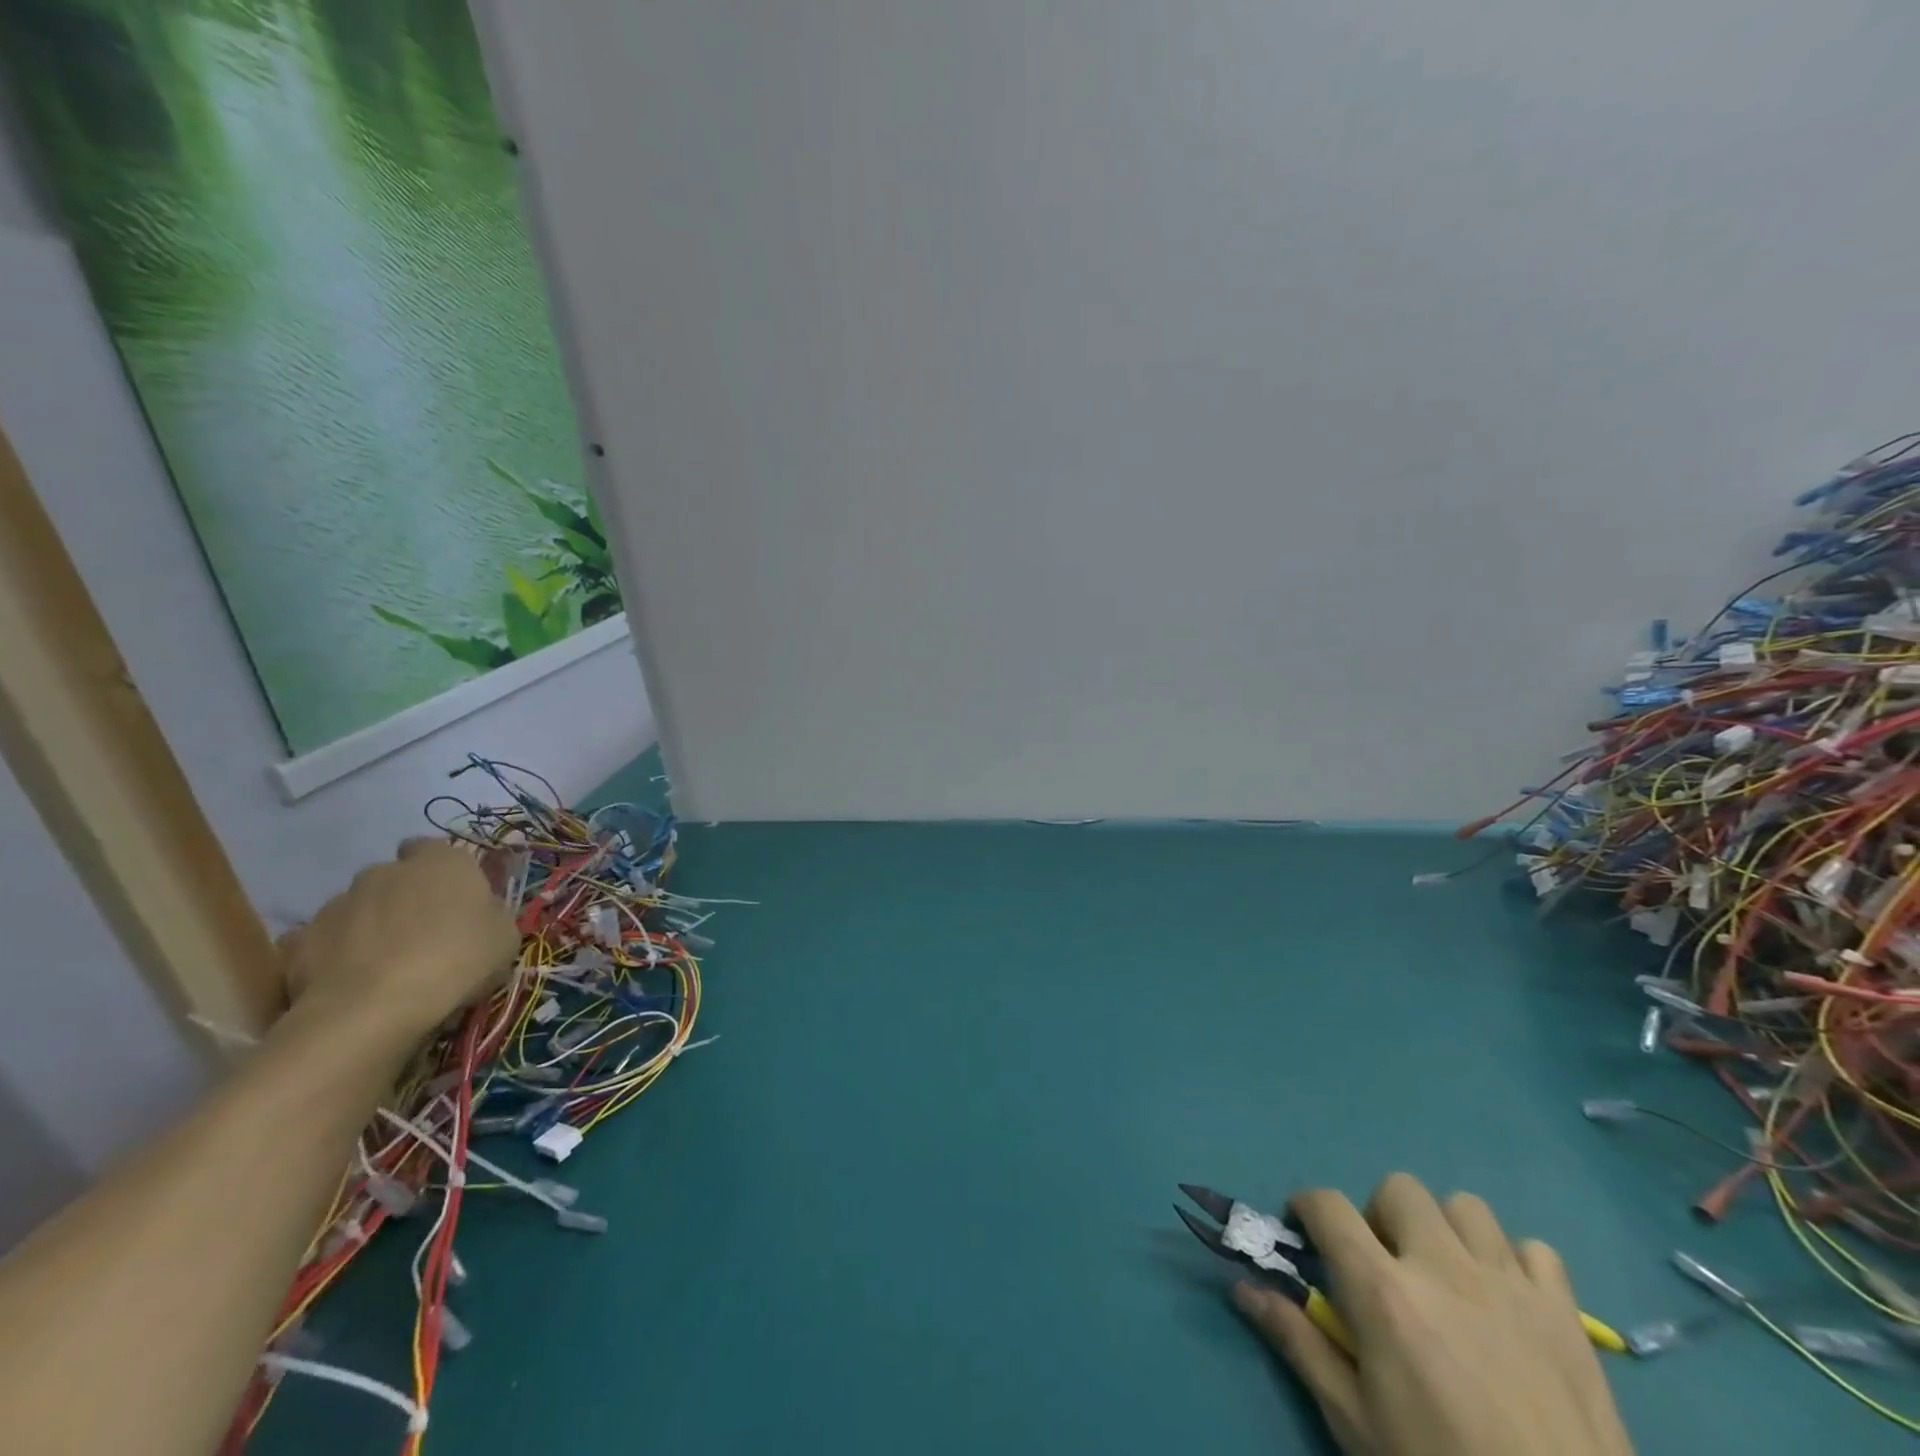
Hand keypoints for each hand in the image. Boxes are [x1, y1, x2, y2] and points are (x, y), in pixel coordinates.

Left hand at [279, 840, 519, 1041]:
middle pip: (392, 877)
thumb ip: (490, 914)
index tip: (450, 897)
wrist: (373, 1010)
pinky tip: (345, 979)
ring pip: (356, 906)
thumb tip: (478, 913)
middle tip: (420, 934)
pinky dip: (330, 953)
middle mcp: (386, 872)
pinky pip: (318, 940)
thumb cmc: (457, 961)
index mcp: (441, 862)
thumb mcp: (505, 938)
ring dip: (367, 925)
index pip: (433, 847)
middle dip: (401, 897)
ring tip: (381, 965)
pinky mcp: (298, 941)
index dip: (440, 870)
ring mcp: (337, 904)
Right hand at [1232, 1173, 1632, 1455]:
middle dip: (1379, 1216)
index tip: (1304, 1233)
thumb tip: (1243, 1288)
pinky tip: (1508, 1303)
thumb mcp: (1355, 1421)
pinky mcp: (1567, 1314)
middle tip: (1383, 1264)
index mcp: (1385, 1291)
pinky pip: (1535, 1250)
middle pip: (1397, 1189)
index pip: (1326, 1205)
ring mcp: (1510, 1285)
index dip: (1306, 1208)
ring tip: (1447, 1278)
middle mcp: (1442, 1267)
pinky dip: (1515, 1264)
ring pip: (1465, 1207)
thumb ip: (1299, 1342)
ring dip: (1446, 1231)